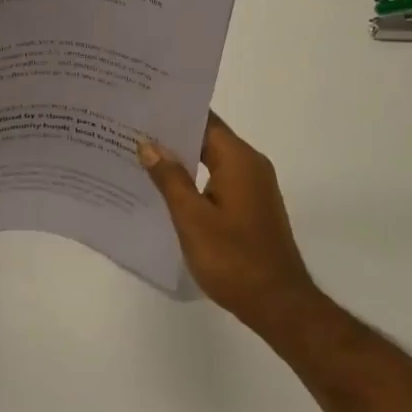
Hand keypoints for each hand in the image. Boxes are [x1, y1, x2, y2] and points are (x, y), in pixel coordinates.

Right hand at [138, 114, 321, 336]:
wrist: (278, 304)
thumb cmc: (233, 259)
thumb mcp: (192, 218)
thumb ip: (170, 178)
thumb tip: (149, 143)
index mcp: (239, 159)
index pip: (204, 120)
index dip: (173, 113)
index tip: (142, 107)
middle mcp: (251, 164)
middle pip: (208, 138)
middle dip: (173, 136)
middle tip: (133, 131)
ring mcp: (255, 186)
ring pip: (213, 159)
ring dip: (183, 159)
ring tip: (143, 157)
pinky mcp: (253, 206)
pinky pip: (220, 179)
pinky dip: (196, 178)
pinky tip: (169, 189)